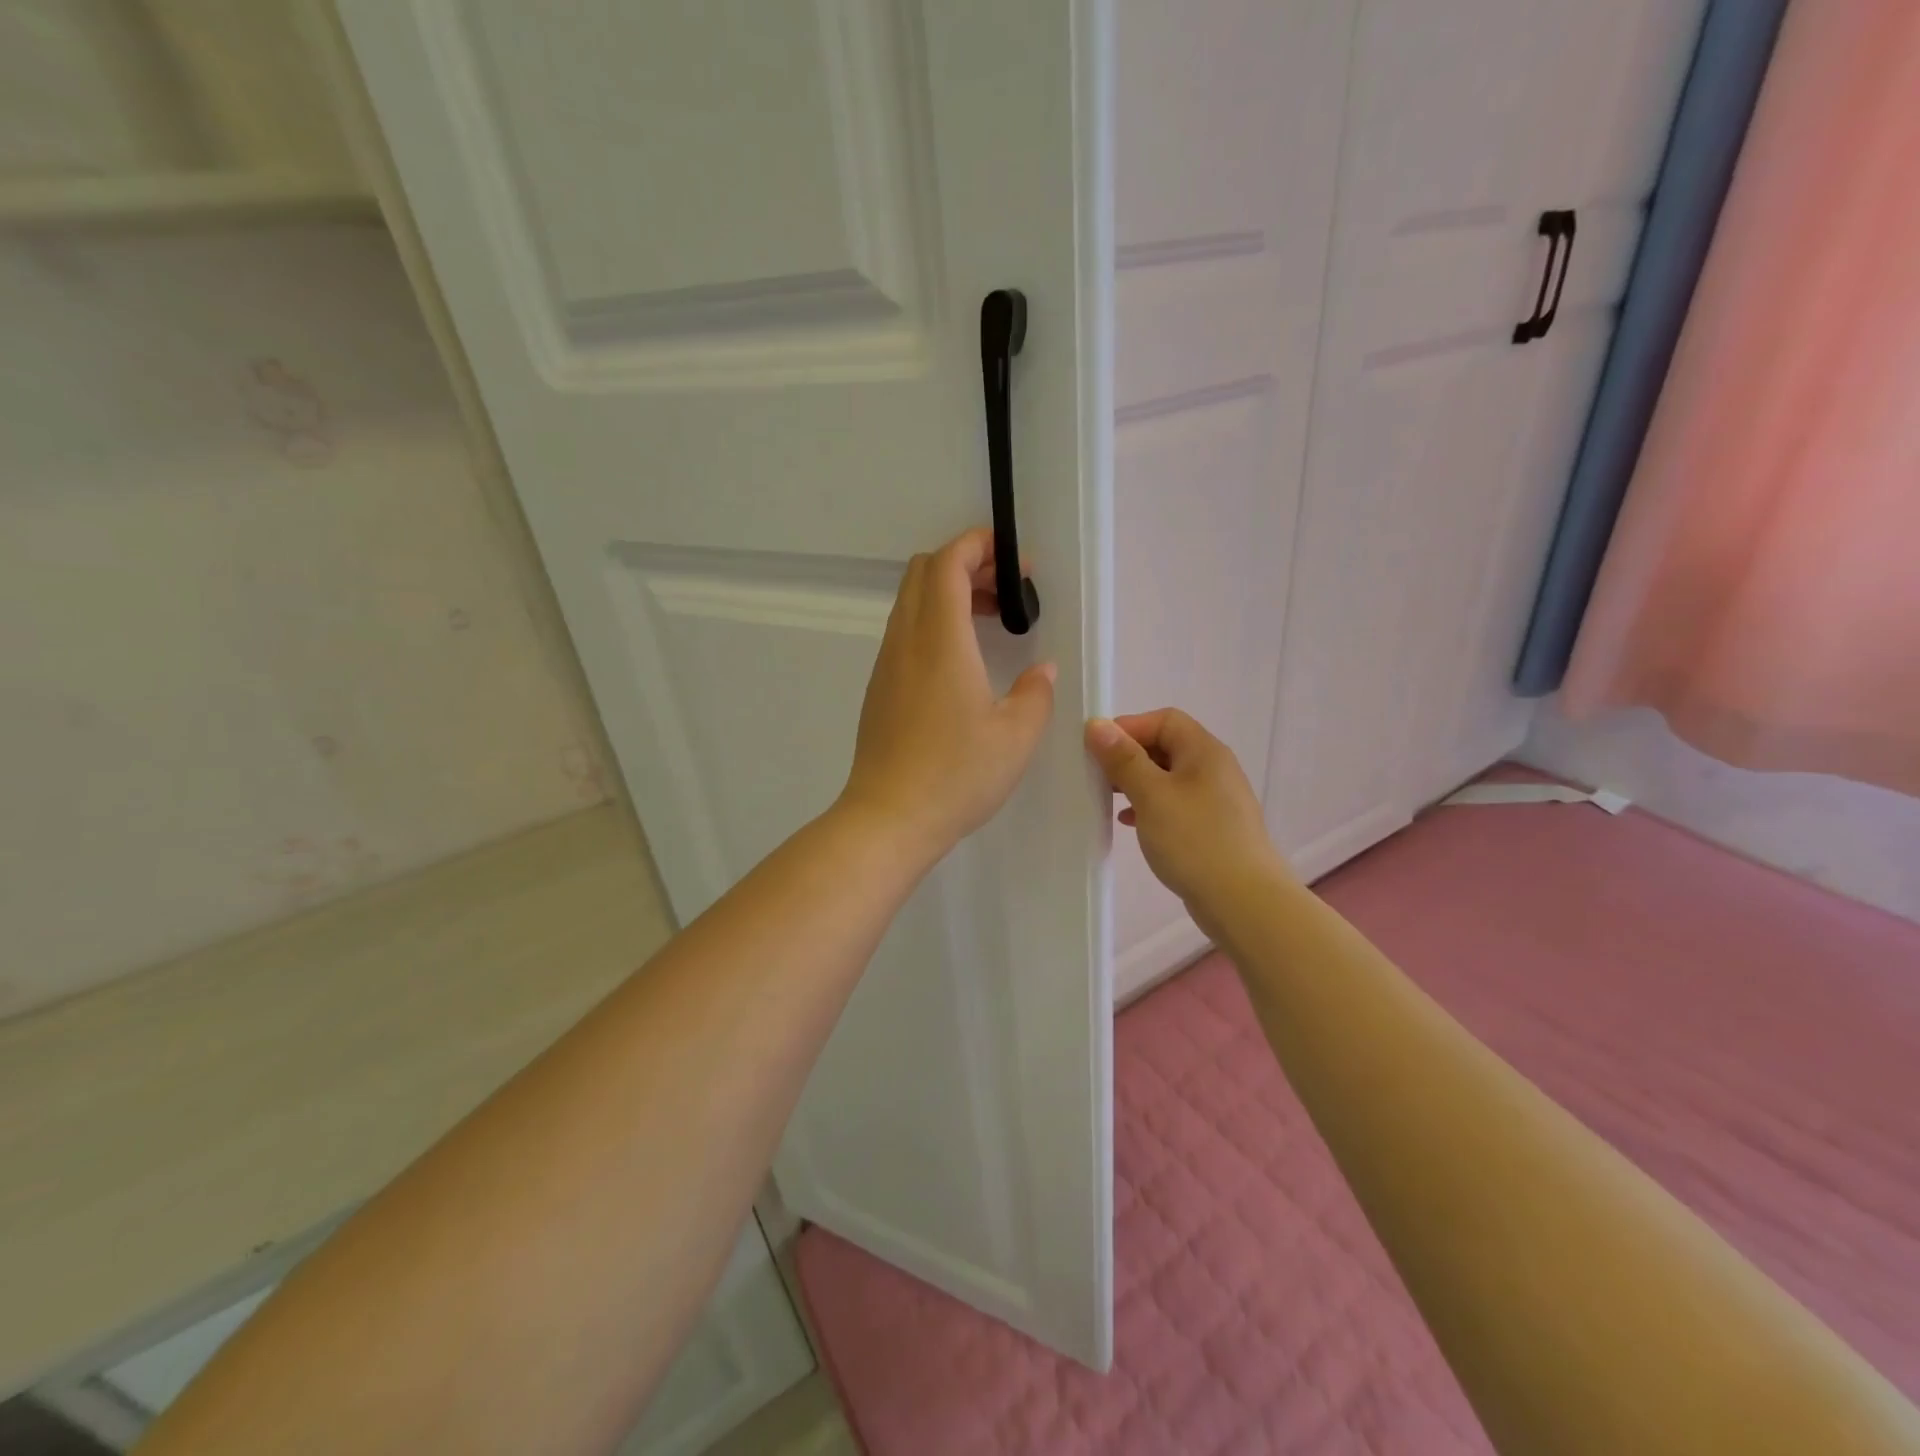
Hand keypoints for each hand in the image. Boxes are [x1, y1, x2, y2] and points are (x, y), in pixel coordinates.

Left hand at [838, 528, 1056, 862]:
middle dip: (966, 563)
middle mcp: (906, 641)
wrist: (888, 818)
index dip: (979, 545)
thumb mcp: (1015, 737)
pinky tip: (961, 661)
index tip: (1015, 561)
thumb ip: (1035, 694)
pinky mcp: (879, 689)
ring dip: (949, 594)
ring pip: (912, 602)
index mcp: (940, 640)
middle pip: (924, 572)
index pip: (948, 563)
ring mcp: (887, 665)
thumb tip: (1040, 672)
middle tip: (1007, 589)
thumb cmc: (956, 775)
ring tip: (991, 621)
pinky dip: (934, 623)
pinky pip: (905, 632)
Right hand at [1085, 709, 1290, 919]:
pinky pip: (1175, 804)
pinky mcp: (1212, 827)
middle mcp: (1214, 768)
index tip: (1097, 750)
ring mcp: (1215, 800)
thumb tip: (1096, 724)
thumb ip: (1123, 759)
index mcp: (1204, 751)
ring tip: (1109, 800)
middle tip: (1098, 776)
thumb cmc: (1195, 841)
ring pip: (1168, 777)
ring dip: (1137, 783)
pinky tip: (1131, 824)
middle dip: (1129, 756)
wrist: (1244, 902)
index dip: (1129, 727)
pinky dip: (1150, 806)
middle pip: (1166, 746)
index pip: (1164, 720)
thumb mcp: (1152, 795)